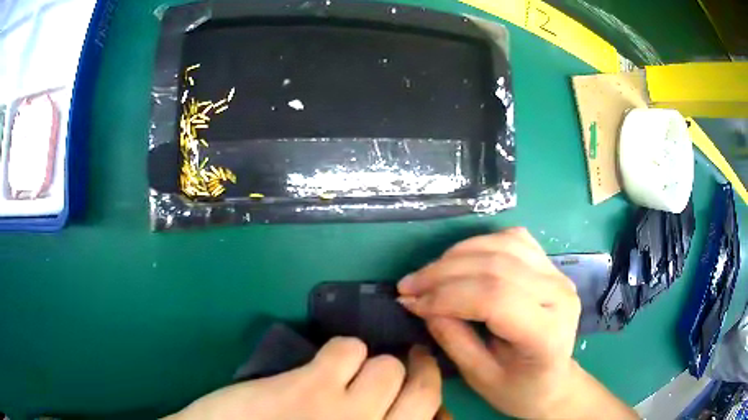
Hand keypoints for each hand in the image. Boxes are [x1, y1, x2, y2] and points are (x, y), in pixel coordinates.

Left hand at [164, 338, 443, 419]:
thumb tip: (402, 414)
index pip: (432, 419)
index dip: (434, 405)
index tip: (426, 398)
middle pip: (423, 391)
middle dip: (418, 374)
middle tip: (410, 363)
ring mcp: (346, 414)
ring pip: (388, 366)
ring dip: (373, 364)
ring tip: (353, 371)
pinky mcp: (310, 387)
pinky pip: (348, 349)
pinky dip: (342, 350)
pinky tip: (324, 365)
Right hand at [398, 228, 636, 419]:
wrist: (552, 381)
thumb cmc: (517, 389)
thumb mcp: (479, 376)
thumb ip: (452, 338)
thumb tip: (421, 303)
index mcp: (546, 332)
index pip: (495, 298)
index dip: (447, 295)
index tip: (410, 302)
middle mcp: (559, 294)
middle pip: (497, 266)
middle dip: (443, 273)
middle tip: (408, 286)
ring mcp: (557, 274)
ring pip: (503, 245)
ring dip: (457, 254)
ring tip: (428, 273)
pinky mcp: (550, 265)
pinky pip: (512, 240)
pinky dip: (480, 244)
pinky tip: (460, 261)